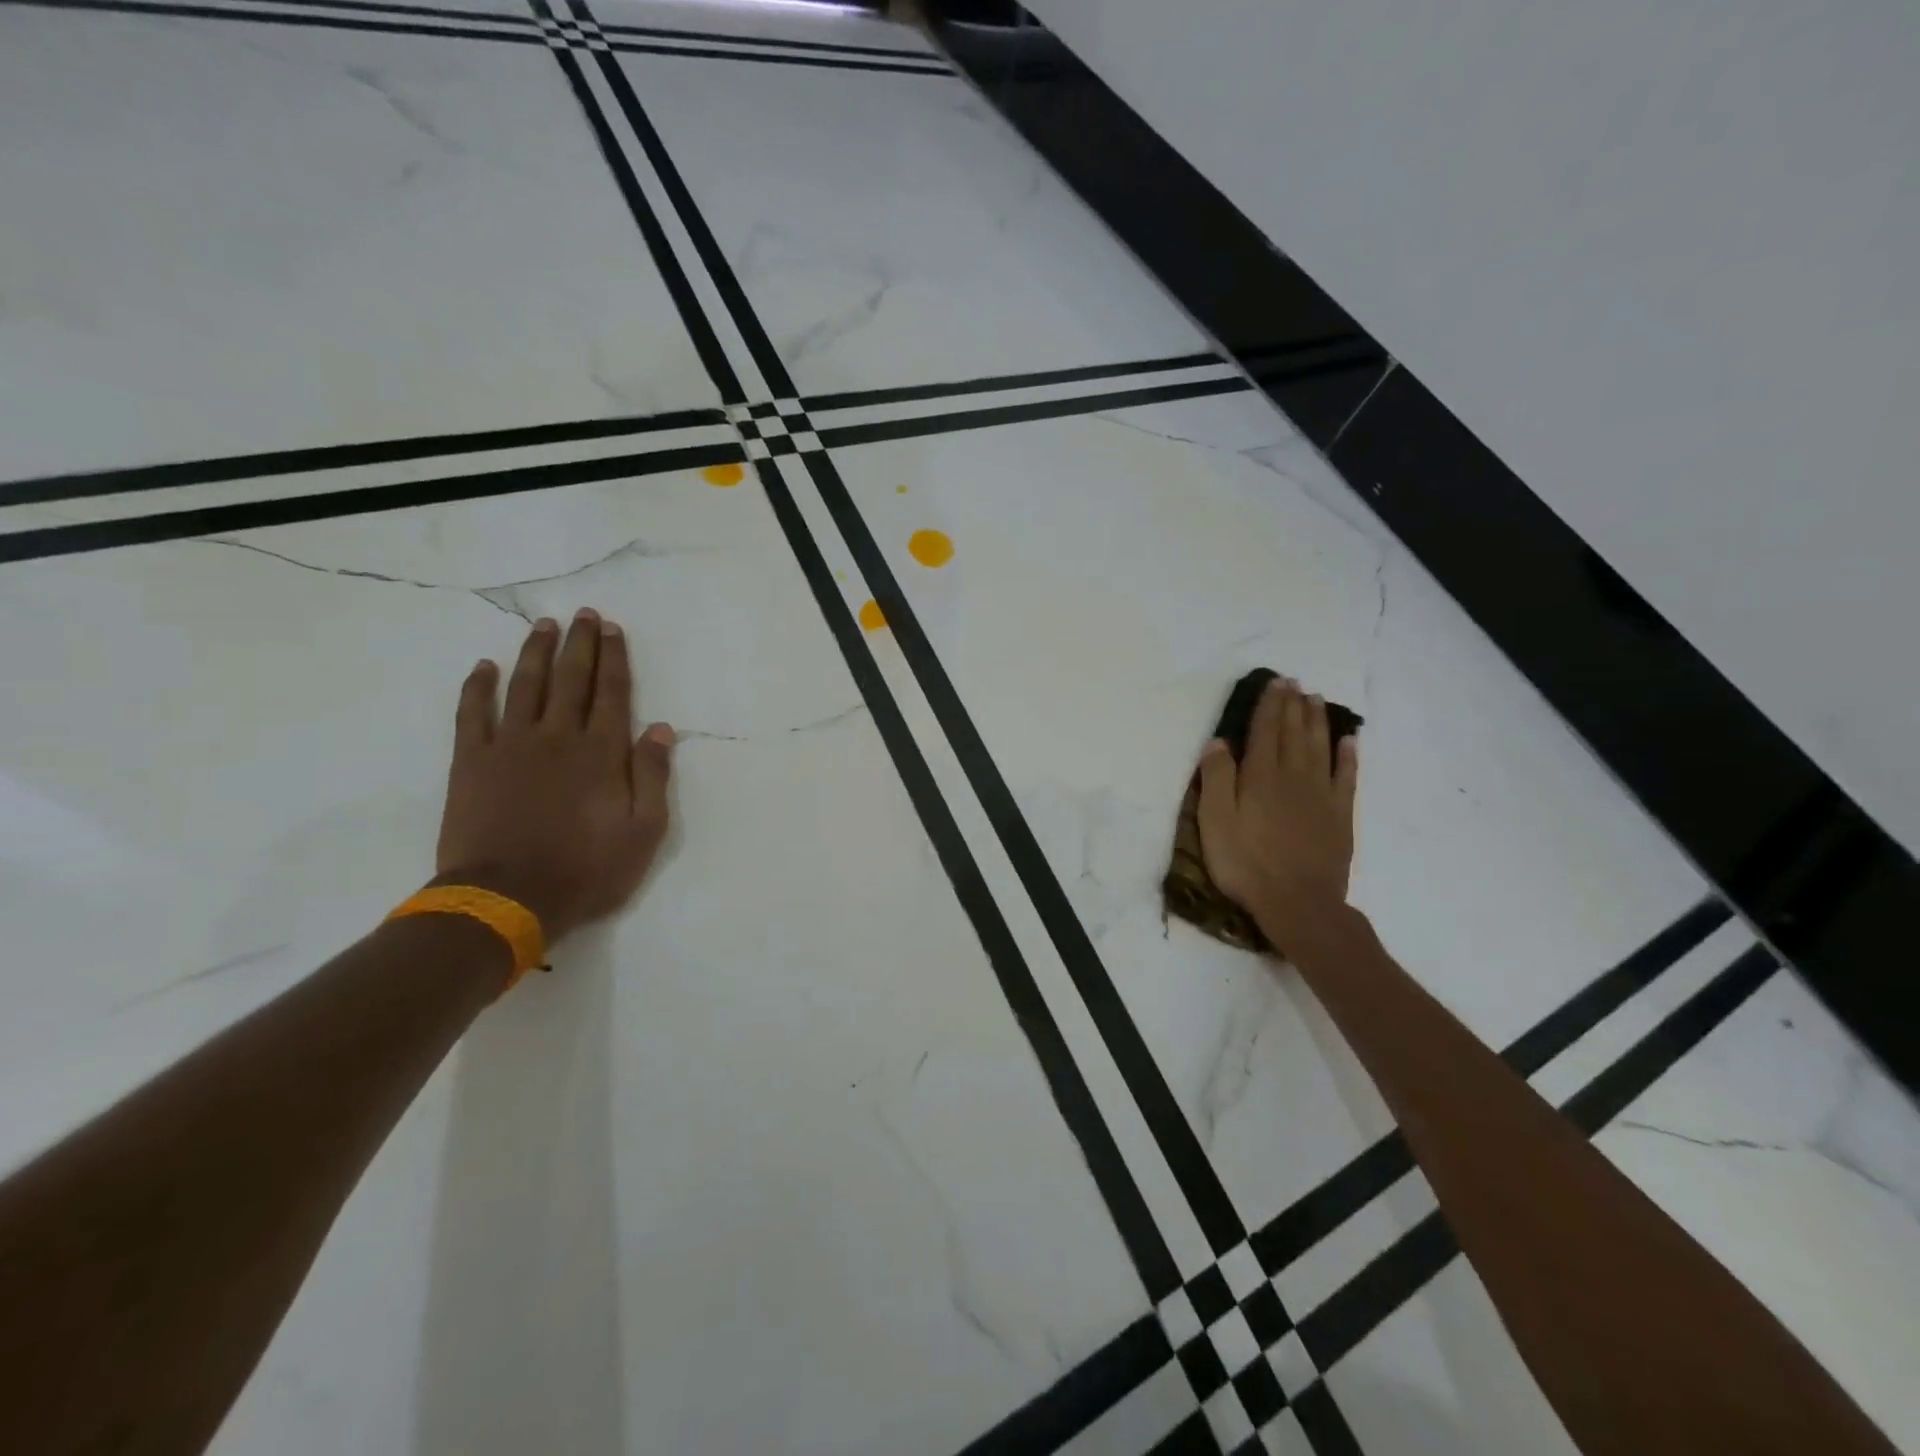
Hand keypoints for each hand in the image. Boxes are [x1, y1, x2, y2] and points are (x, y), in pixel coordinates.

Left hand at [435, 609, 674, 944]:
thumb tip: (661, 729)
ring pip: (526, 686)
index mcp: (602, 752)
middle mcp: (558, 736)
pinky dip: (478, 687)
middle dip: (579, 644)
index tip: (612, 628)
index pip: (612, 692)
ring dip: (535, 652)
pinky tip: (484, 667)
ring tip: (543, 625)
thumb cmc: (587, 869)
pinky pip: (473, 713)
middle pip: (571, 679)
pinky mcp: (472, 762)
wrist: (509, 899)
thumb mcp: (644, 832)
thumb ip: (653, 776)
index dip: (614, 658)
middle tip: (583, 614)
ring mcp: (511, 745)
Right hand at [1196, 677, 1358, 946]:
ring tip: (1315, 700)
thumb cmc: (1246, 862)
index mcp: (1260, 776)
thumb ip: (1216, 778)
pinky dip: (1348, 755)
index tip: (1274, 683)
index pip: (1264, 731)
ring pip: (1320, 747)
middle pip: (1293, 733)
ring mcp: (1321, 795)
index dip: (1269, 705)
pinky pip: (1347, 776)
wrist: (1298, 902)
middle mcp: (1293, 776)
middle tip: (1294, 683)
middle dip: (1292, 706)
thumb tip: (1219, 742)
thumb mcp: (1215, 821)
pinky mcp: (1340, 815)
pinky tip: (1348, 740)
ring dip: (1317, 721)